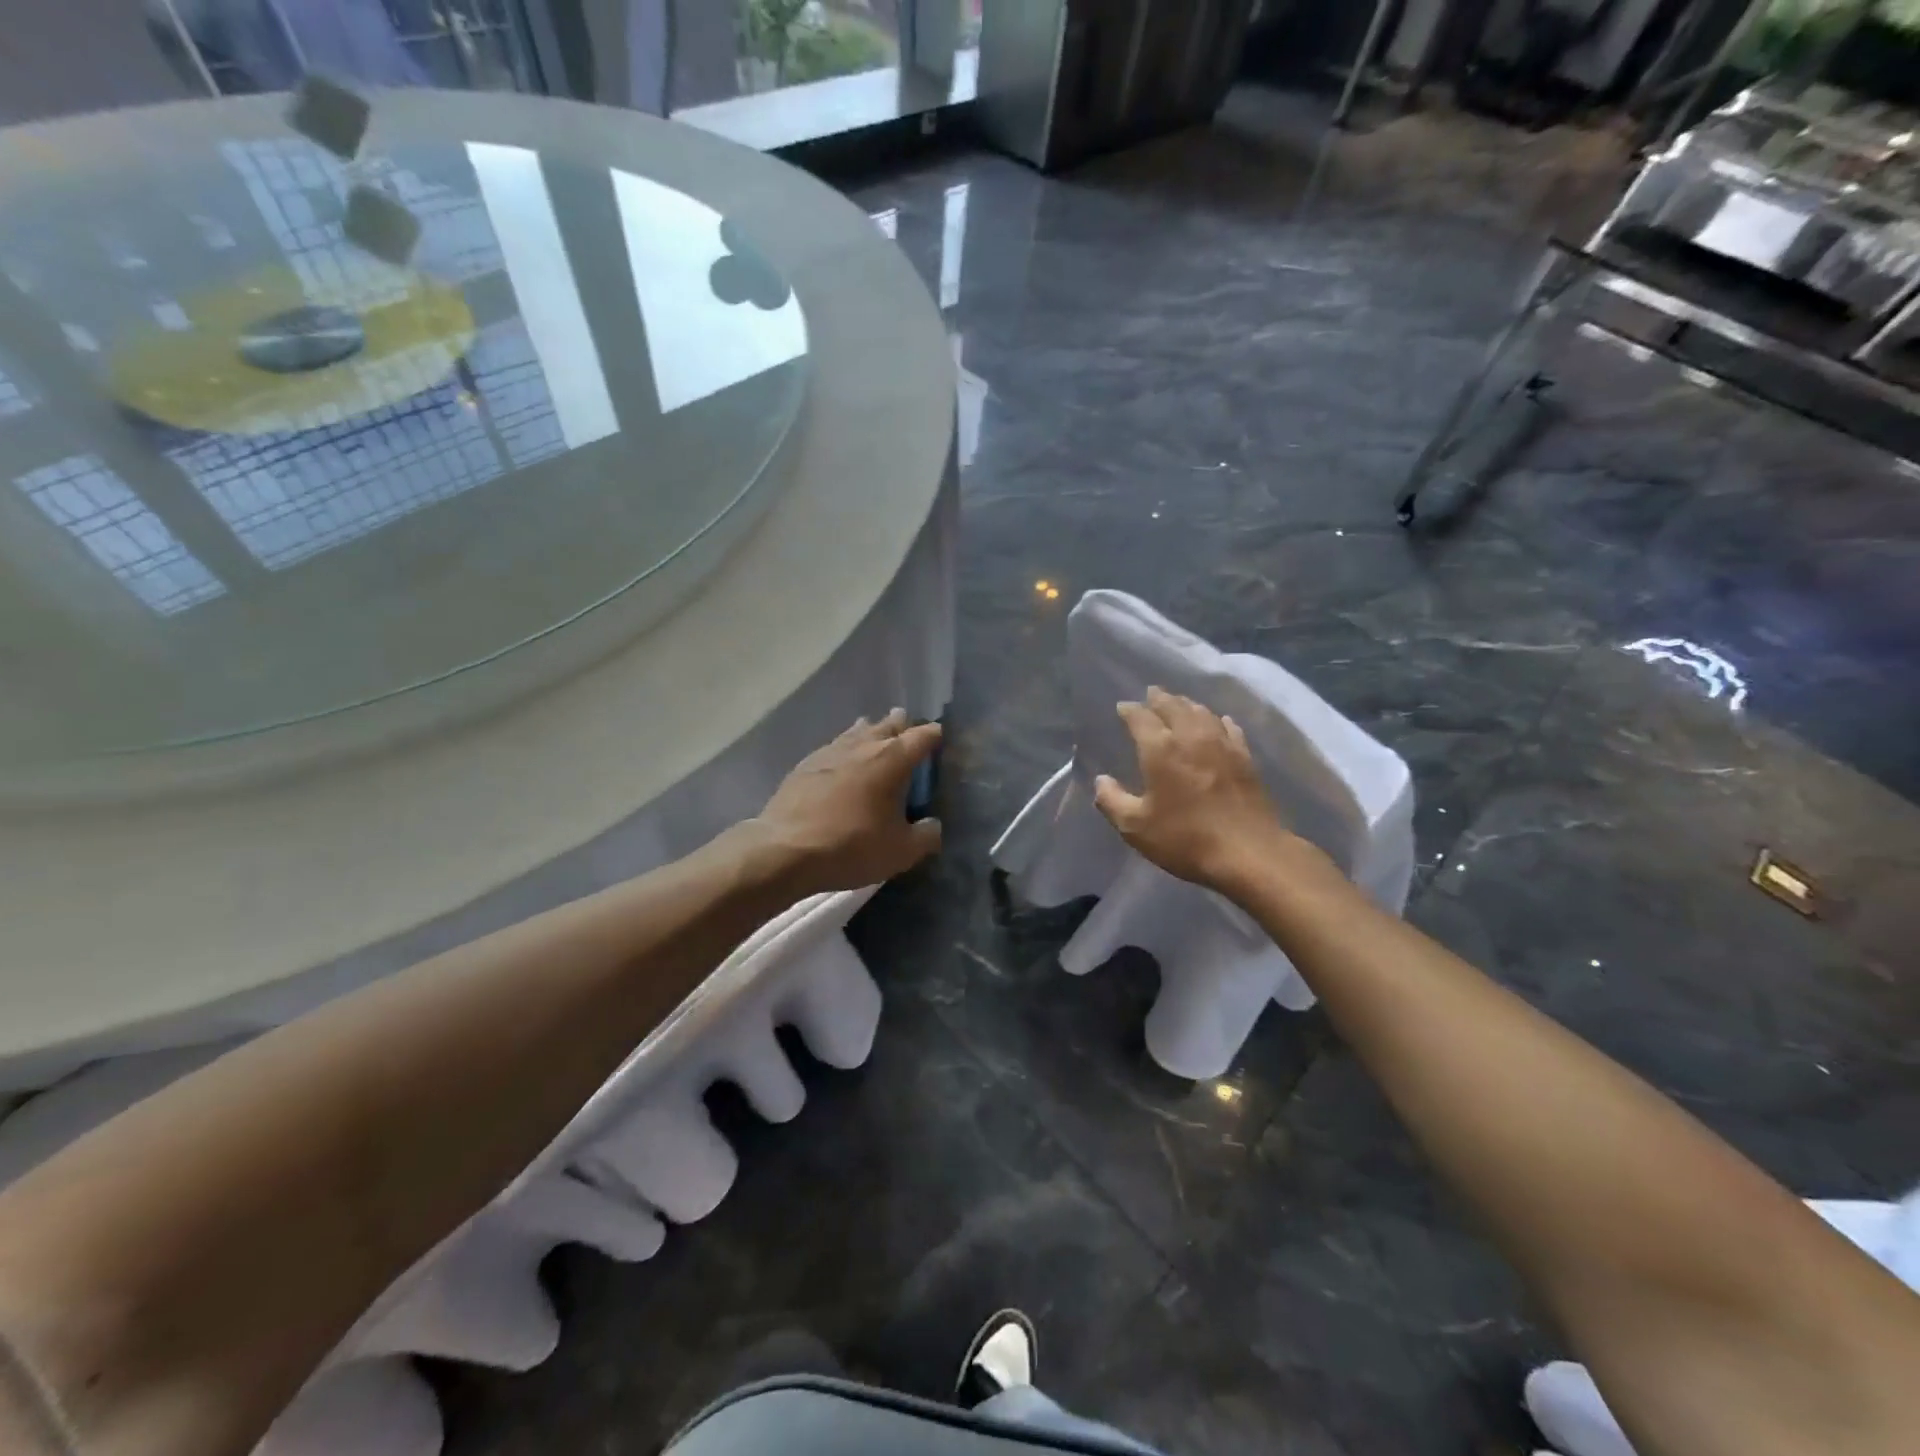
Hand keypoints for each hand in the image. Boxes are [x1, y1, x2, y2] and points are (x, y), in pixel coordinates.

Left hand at [753, 709, 942, 894]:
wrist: (784, 850)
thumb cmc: (850, 846)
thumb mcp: (900, 851)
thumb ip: (926, 836)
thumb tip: (933, 826)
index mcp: (892, 759)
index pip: (921, 736)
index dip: (934, 736)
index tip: (940, 739)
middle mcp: (862, 746)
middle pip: (887, 725)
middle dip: (901, 726)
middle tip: (908, 729)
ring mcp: (830, 752)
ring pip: (857, 731)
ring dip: (870, 730)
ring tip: (875, 732)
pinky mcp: (805, 765)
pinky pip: (833, 746)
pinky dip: (844, 748)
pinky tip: (840, 759)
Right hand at [1093, 687, 1295, 895]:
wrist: (1249, 853)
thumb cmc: (1185, 839)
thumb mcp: (1135, 827)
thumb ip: (1112, 801)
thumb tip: (1101, 780)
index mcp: (1160, 749)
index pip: (1141, 718)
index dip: (1129, 710)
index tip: (1122, 707)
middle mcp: (1191, 737)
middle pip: (1174, 706)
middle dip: (1159, 698)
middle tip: (1151, 694)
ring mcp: (1222, 745)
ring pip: (1202, 713)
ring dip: (1187, 704)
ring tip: (1179, 703)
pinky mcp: (1245, 758)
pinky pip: (1229, 728)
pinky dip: (1218, 720)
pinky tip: (1219, 721)